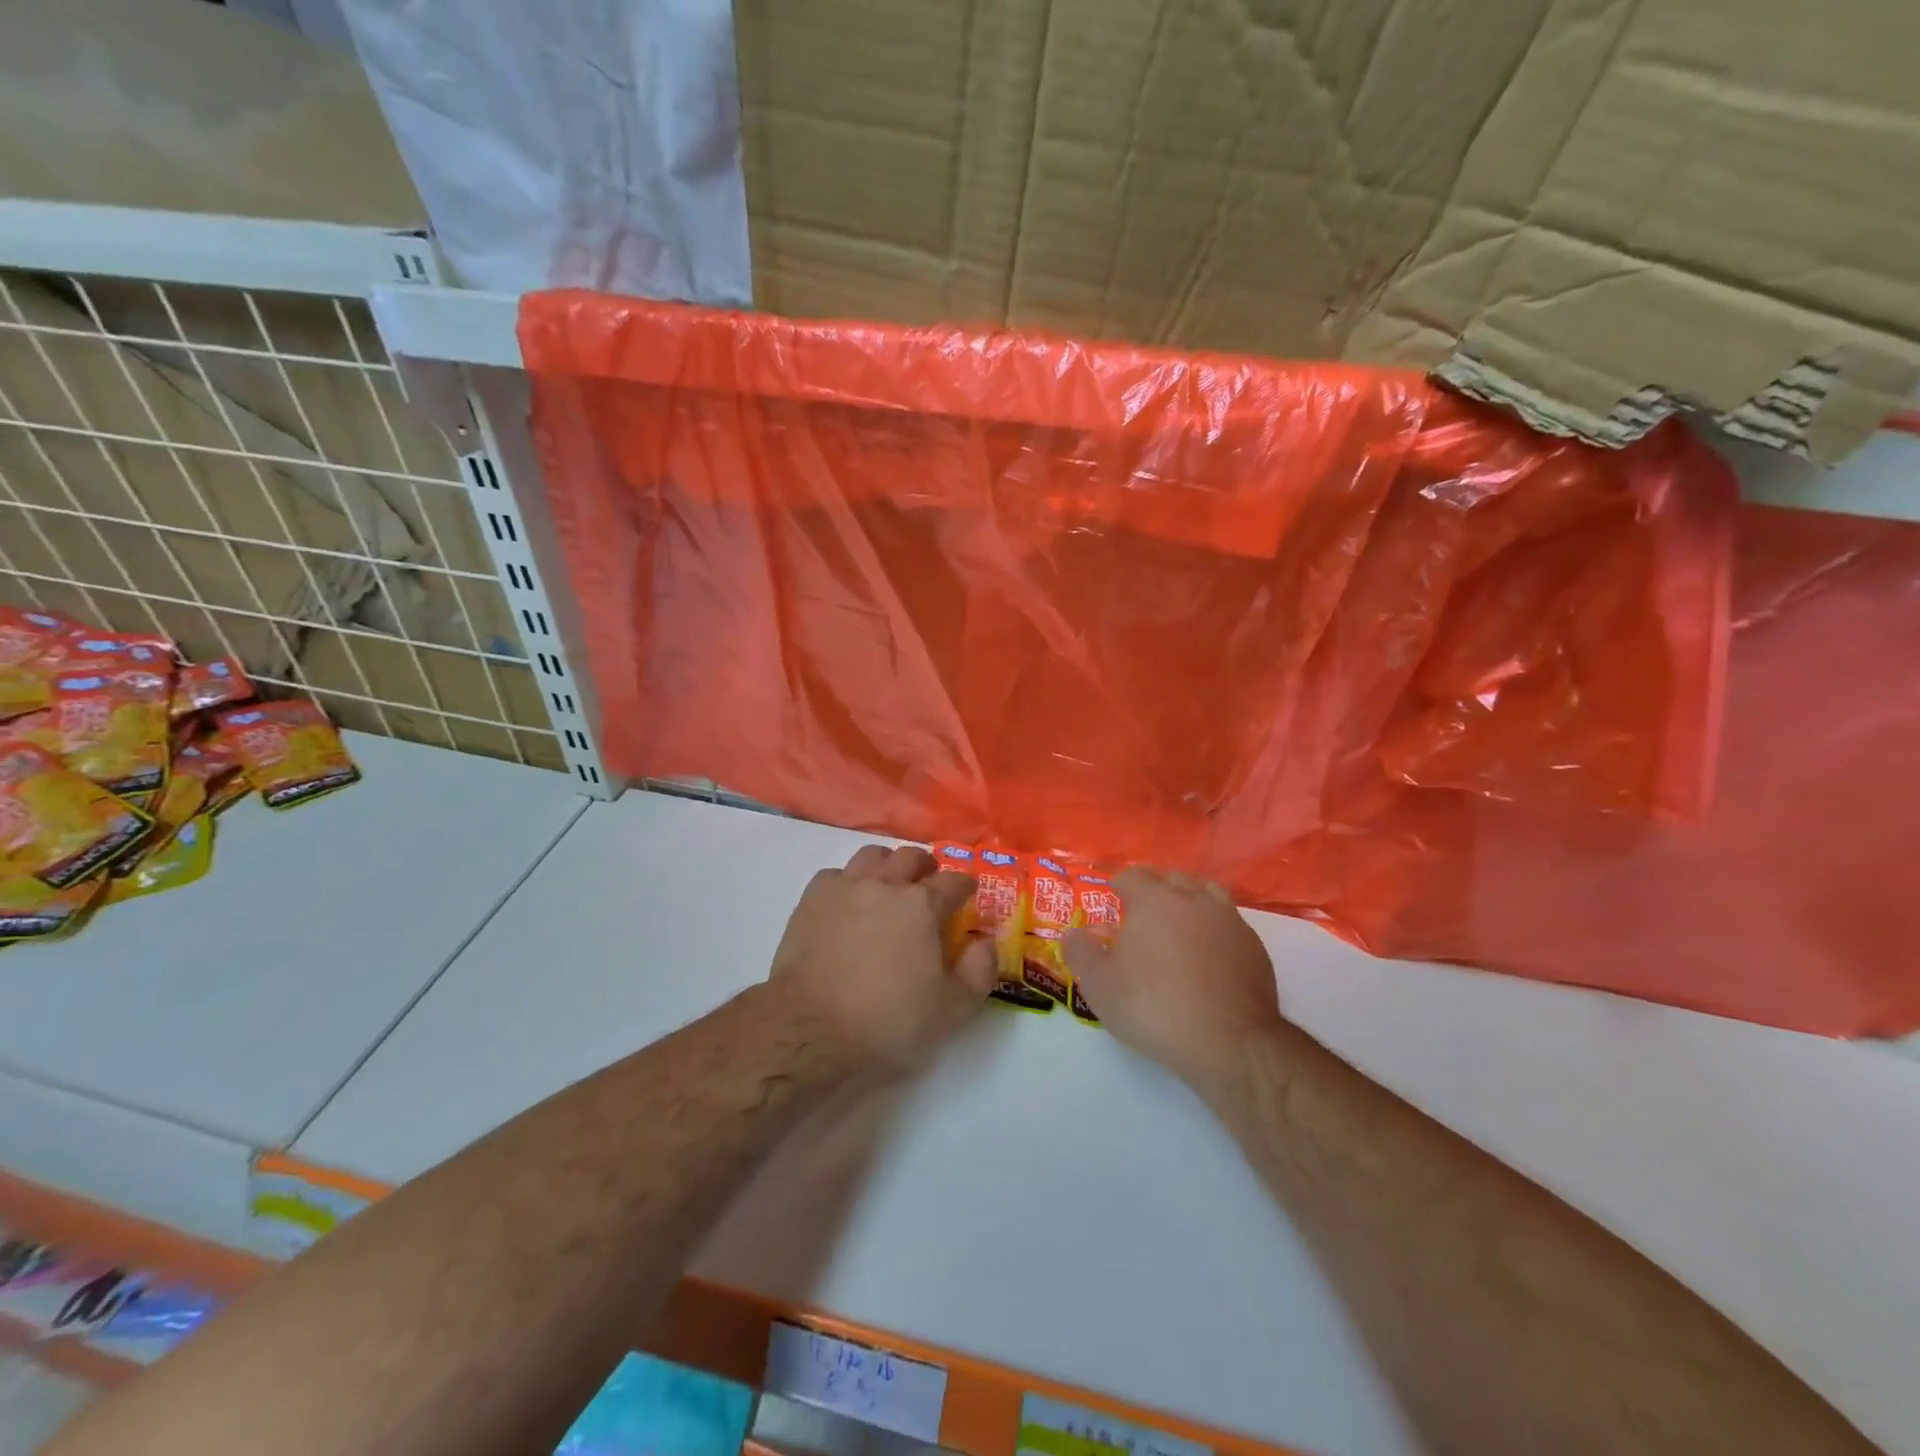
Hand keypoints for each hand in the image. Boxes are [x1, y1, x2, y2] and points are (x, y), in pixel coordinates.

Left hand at [769, 844, 997, 1070]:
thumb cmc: (887, 1020)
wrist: (810, 1027)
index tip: (968, 893)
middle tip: (929, 884)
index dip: (965, 885)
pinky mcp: (811, 900)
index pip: (953, 882)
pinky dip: (848, 881)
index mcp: (922, 905)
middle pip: (911, 856)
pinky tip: (849, 901)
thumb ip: (979, 971)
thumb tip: (986, 941)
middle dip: (927, 867)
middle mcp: (885, 884)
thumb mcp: (951, 1010)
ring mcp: (845, 887)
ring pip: (872, 856)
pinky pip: (836, 874)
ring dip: (887, 864)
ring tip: (889, 884)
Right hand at [1064, 867, 1282, 1086]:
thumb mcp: (1100, 985)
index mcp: (1154, 899)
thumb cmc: (1153, 1006)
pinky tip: (1208, 955)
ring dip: (1189, 902)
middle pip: (1171, 878)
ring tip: (1178, 926)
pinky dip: (1214, 930)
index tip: (1112, 899)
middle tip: (1141, 913)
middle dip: (1155, 888)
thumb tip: (1072, 934)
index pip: (1132, 875)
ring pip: (1206, 895)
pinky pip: (1229, 924)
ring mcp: (1229, 920)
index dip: (1118, 884)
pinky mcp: (1254, 947)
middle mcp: (1194, 899)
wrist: (1228, 1042)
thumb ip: (1080, 952)